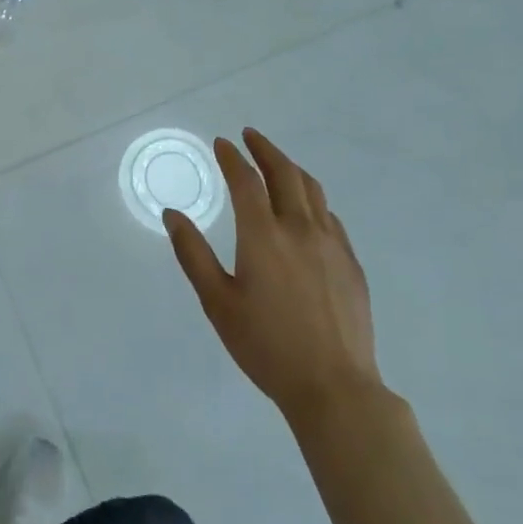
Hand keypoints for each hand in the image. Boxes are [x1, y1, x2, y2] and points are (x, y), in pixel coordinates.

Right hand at [164, 129, 380, 418]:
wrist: (334, 387)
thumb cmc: (266, 346)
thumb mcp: (217, 302)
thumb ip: (193, 254)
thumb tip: (172, 214)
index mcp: (263, 235)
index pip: (245, 180)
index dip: (232, 157)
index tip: (222, 143)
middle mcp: (299, 229)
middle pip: (284, 173)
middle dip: (265, 149)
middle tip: (250, 136)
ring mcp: (330, 244)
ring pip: (312, 190)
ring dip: (291, 168)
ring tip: (277, 162)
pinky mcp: (350, 263)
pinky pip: (330, 216)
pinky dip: (312, 199)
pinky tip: (307, 209)